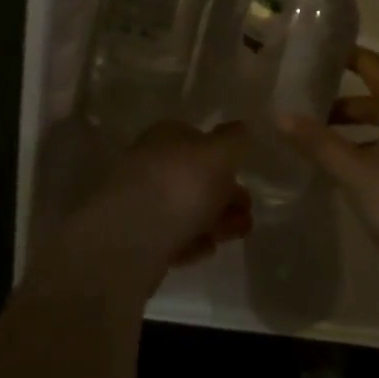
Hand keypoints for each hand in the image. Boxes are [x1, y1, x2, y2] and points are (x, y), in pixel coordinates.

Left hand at [121, 120, 253, 268]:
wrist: (131, 239)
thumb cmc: (180, 185)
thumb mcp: (219, 153)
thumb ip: (234, 140)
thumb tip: (241, 129)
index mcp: (166, 136)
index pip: (199, 139)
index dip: (225, 157)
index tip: (246, 176)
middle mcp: (151, 164)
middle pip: (196, 178)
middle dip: (226, 195)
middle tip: (247, 212)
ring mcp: (142, 201)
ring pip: (187, 208)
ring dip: (217, 221)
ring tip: (237, 234)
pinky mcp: (139, 237)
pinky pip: (173, 237)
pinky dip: (193, 241)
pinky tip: (207, 249)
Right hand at [277, 47, 378, 284]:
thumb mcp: (355, 172)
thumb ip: (318, 142)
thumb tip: (281, 115)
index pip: (370, 64)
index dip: (340, 56)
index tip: (308, 54)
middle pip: (377, 94)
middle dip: (339, 99)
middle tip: (300, 102)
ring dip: (353, 126)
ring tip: (315, 137)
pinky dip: (370, 143)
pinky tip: (346, 165)